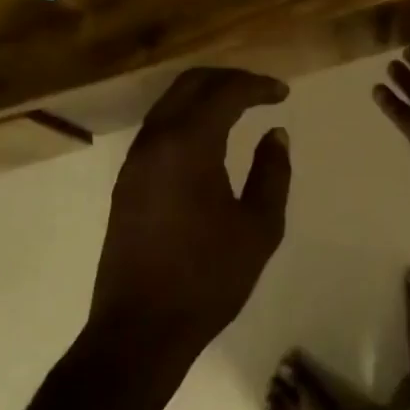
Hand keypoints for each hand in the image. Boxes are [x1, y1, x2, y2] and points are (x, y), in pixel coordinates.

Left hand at [87, 68, 291, 367]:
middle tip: (261, 91)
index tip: (283, 93)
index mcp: (188, 144)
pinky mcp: (126, 179)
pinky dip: (187, 115)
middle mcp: (156, 139)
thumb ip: (272, 172)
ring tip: (238, 106)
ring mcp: (135, 159)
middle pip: (191, 83)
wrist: (139, 330)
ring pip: (170, 101)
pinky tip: (208, 135)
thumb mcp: (258, 227)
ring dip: (205, 94)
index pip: (225, 92)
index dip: (257, 86)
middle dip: (228, 79)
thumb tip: (275, 134)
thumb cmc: (207, 279)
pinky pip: (159, 125)